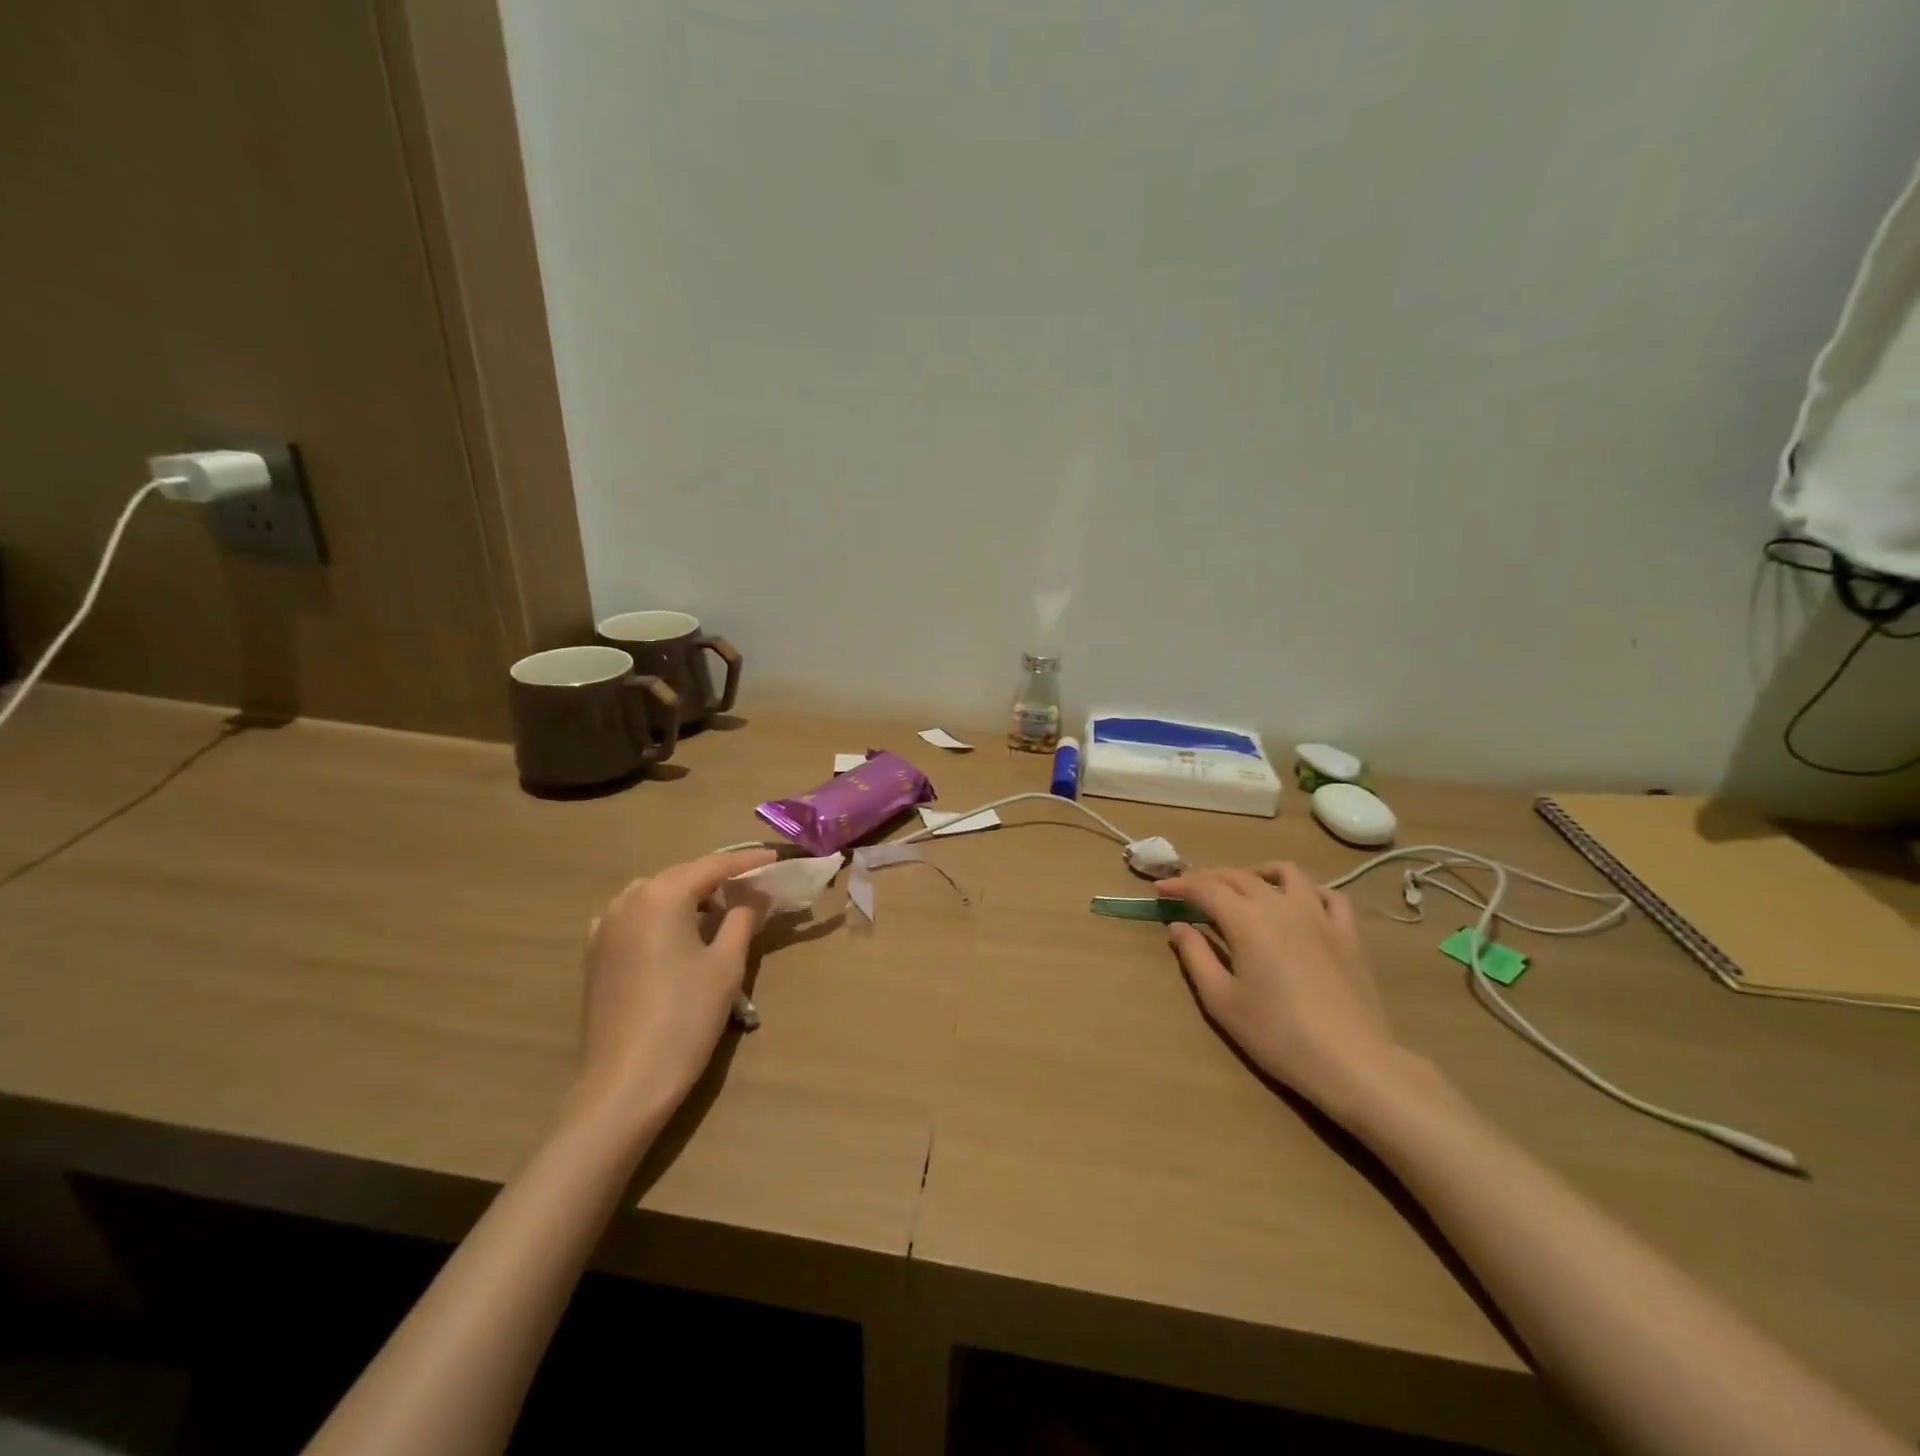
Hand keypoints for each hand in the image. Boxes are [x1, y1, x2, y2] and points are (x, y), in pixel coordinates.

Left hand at [570, 848, 775, 1130]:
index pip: (713, 865)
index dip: (748, 861)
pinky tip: (678, 932)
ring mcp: (605, 925)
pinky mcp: (595, 952)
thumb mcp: (726, 965)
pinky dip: (661, 914)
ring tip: (720, 909)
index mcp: (662, 896)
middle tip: (754, 885)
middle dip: (718, 877)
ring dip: (688, 894)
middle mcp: (629, 899)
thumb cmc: (685, 1018)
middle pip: (682, 875)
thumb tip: (757, 892)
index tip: (776, 858)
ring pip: (655, 893)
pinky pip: (635, 915)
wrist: (625, 1083)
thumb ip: (744, 918)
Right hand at [1158, 862, 1425, 1118]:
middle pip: (1239, 876)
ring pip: (1286, 873)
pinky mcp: (1347, 934)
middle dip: (1210, 878)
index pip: (1205, 888)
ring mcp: (1319, 915)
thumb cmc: (1275, 1033)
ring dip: (1258, 873)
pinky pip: (1329, 896)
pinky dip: (1307, 891)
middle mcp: (1280, 905)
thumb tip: (1178, 925)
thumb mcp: (1221, 1000)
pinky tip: (1299, 904)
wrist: (1349, 1061)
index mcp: (1246, 919)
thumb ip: (1196, 956)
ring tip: (1245, 887)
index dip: (1180, 885)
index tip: (1161, 890)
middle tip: (1191, 892)